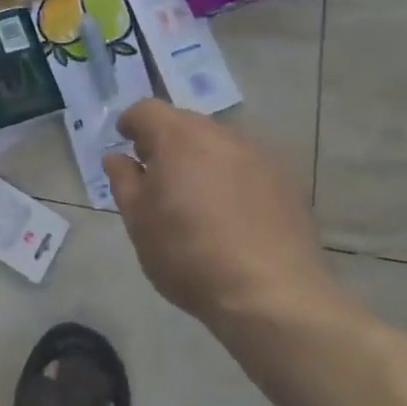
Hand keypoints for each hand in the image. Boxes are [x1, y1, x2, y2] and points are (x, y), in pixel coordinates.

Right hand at [102, 99, 334, 328]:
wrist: (271, 295)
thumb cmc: (188, 254)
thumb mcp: (138, 220)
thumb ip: (124, 181)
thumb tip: (117, 157)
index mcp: (179, 138)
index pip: (147, 110)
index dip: (130, 123)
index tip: (124, 143)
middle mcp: (222, 136)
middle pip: (185, 123)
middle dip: (165, 141)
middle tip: (155, 174)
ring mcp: (260, 157)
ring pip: (219, 144)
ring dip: (200, 159)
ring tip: (194, 197)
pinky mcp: (288, 183)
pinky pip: (247, 166)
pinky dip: (231, 177)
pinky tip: (230, 214)